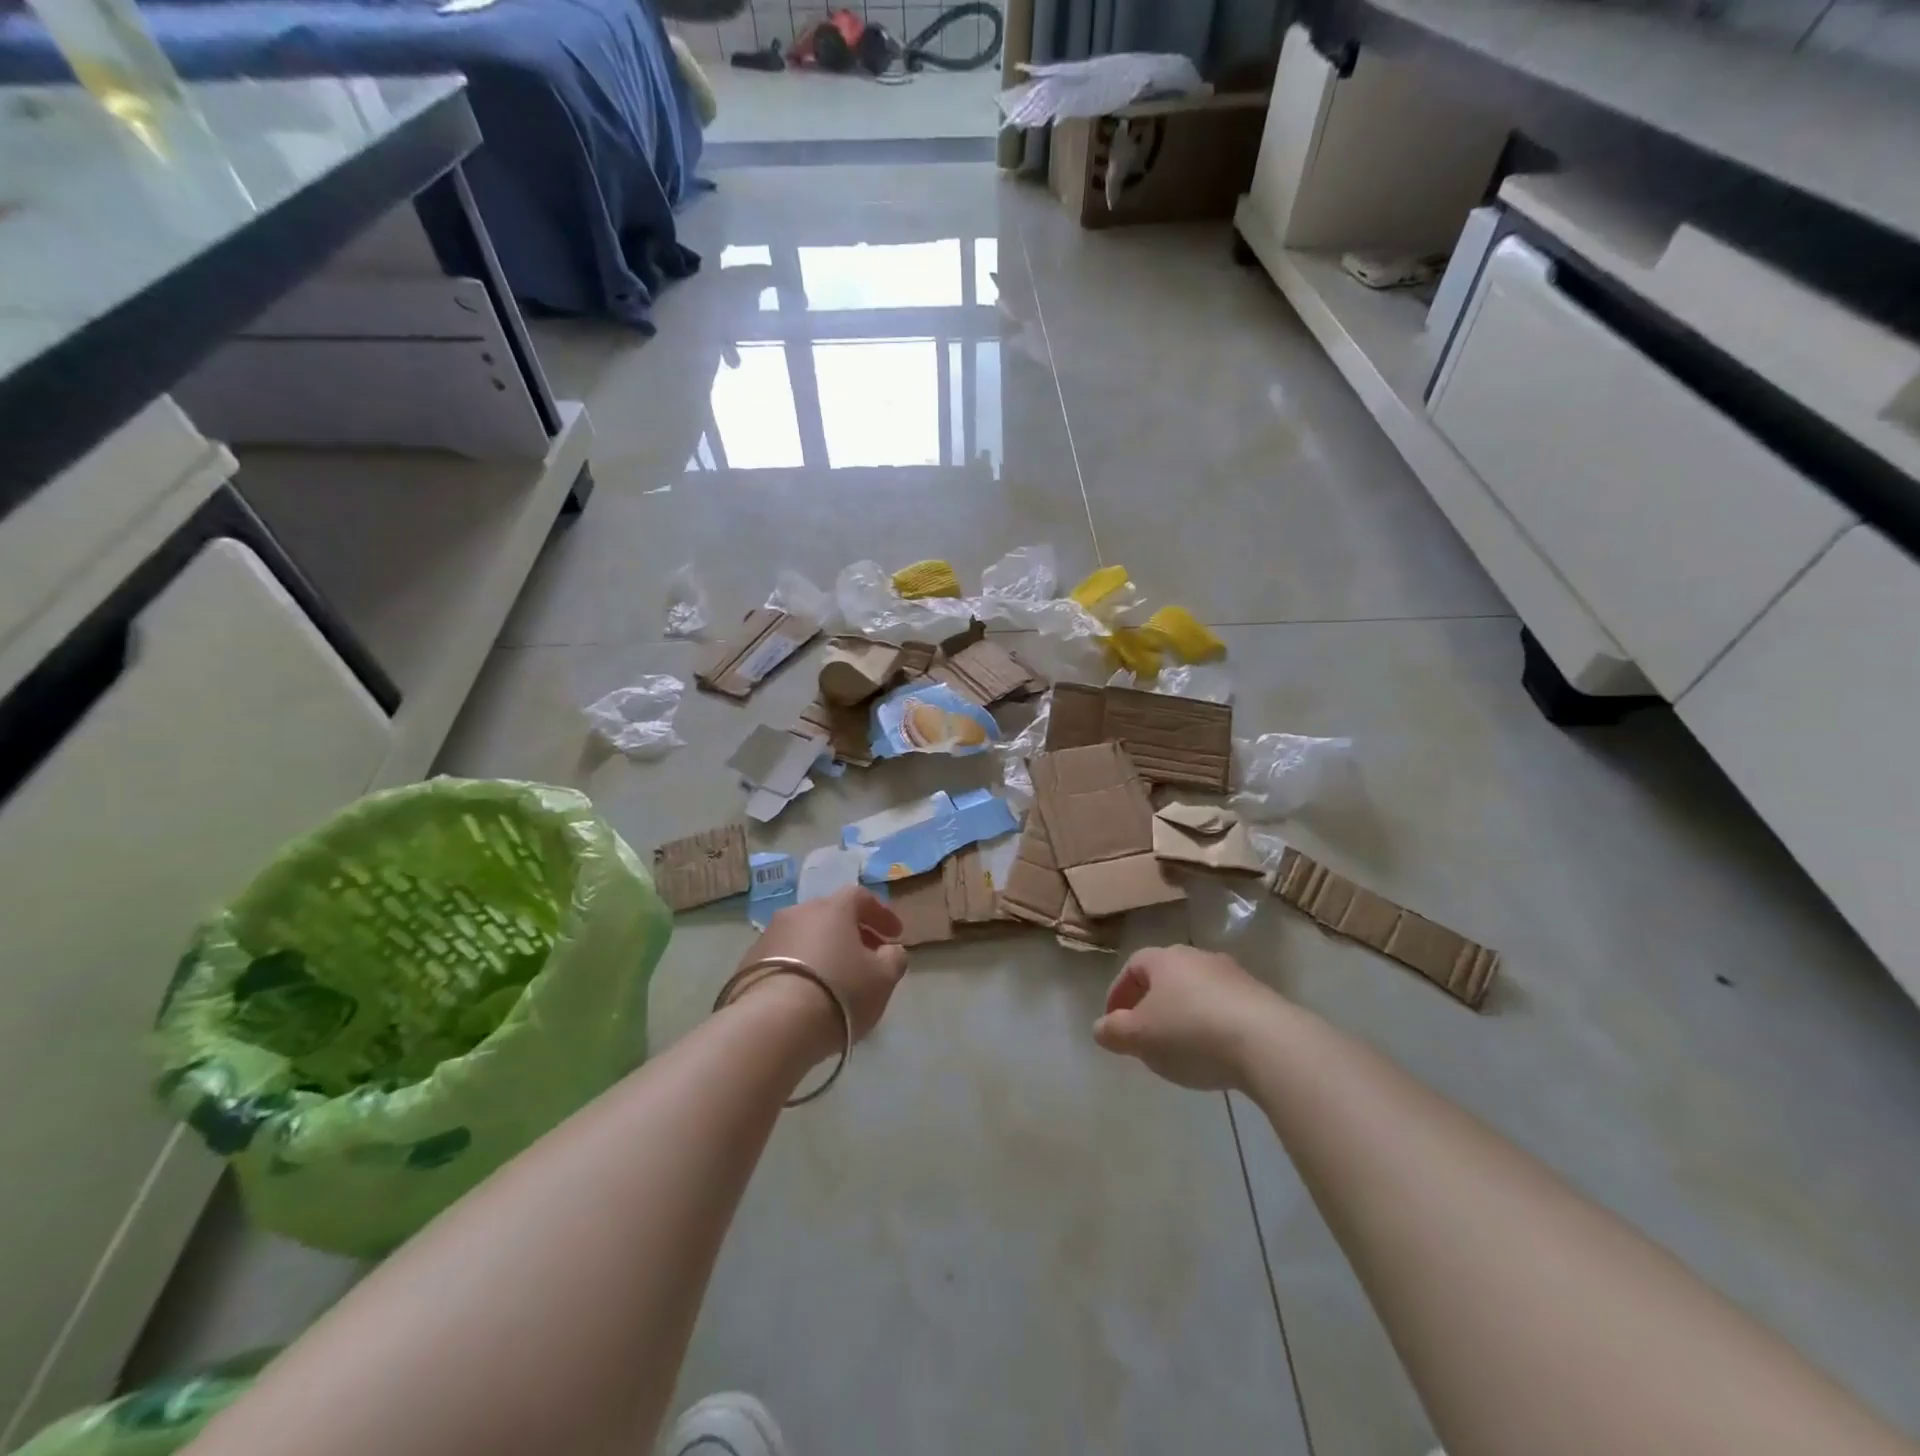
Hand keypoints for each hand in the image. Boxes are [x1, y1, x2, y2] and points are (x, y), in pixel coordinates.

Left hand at [736, 887, 908, 1050]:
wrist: (772, 1025)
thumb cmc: (839, 993)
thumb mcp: (883, 979)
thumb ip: (894, 958)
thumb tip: (889, 950)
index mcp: (833, 908)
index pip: (861, 897)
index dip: (881, 914)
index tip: (895, 935)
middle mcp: (798, 912)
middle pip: (830, 916)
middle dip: (852, 933)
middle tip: (866, 958)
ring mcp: (768, 936)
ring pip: (805, 936)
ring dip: (823, 951)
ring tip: (836, 980)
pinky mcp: (747, 964)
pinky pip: (784, 958)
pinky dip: (800, 968)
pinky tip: (806, 994)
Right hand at [1092, 947, 1275, 1090]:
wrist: (1268, 1042)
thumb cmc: (1190, 1032)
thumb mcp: (1140, 1037)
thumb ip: (1114, 1031)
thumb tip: (1100, 1027)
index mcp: (1164, 959)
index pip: (1133, 967)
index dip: (1119, 993)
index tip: (1114, 1021)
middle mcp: (1198, 957)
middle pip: (1166, 976)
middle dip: (1152, 1002)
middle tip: (1145, 1033)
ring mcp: (1233, 975)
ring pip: (1198, 990)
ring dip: (1184, 1013)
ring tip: (1180, 1046)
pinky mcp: (1261, 998)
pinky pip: (1225, 1007)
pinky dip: (1212, 1024)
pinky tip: (1215, 1052)